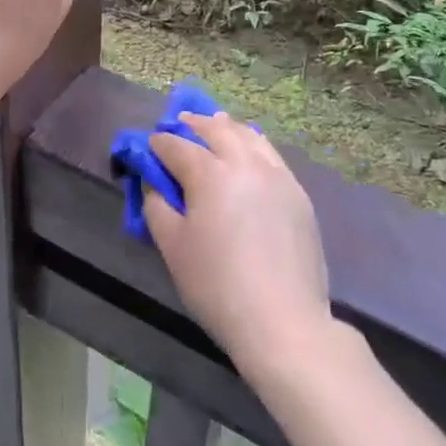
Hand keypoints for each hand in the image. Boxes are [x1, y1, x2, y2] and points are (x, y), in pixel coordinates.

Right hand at [144, 112, 334, 377]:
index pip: (176, 146)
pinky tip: (248, 151)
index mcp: (209, 173)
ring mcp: (276, 175)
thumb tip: (153, 183)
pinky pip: (270, 154)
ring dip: (226, 128)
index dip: (158, 144)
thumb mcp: (172, 247)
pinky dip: (253, 144)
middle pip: (215, 130)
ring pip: (248, 135)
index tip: (148, 146)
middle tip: (179, 124)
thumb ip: (157, 206)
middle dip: (192, 124)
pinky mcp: (297, 192)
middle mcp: (244, 162)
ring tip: (214, 126)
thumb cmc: (217, 286)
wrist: (283, 321)